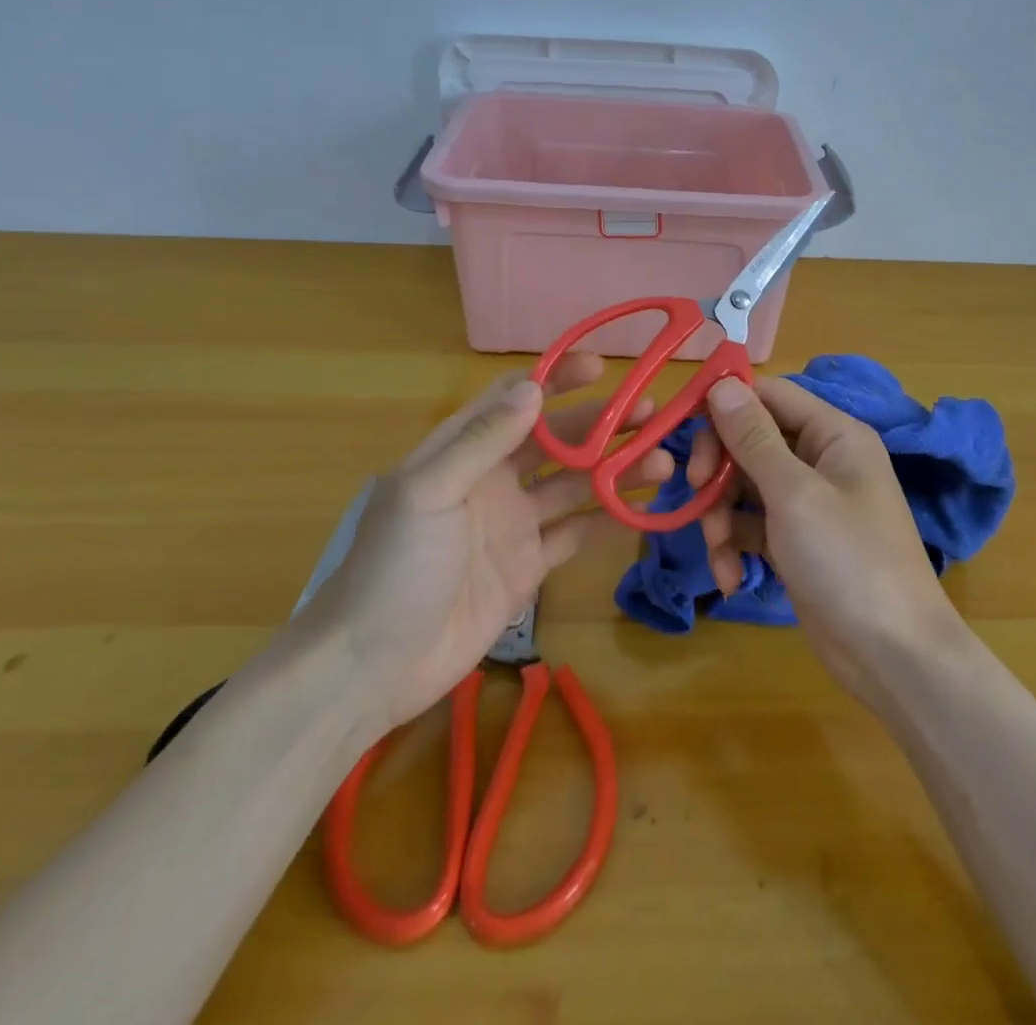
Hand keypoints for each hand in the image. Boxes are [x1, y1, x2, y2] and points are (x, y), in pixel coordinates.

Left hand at [299, 354, 671, 727]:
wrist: (373, 666)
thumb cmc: (395, 567)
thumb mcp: (429, 493)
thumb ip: (481, 441)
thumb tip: (533, 389)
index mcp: (463, 450)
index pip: (514, 399)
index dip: (555, 378)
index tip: (599, 368)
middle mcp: (493, 478)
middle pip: (557, 438)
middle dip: (602, 423)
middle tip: (653, 415)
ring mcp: (514, 523)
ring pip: (575, 484)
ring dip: (616, 469)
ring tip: (662, 461)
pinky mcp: (529, 565)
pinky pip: (576, 533)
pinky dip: (609, 520)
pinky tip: (644, 509)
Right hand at [688, 376, 958, 701]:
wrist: (892, 657)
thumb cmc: (848, 561)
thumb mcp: (794, 494)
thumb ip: (753, 438)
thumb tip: (723, 383)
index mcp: (833, 434)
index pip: (769, 395)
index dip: (724, 403)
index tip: (681, 424)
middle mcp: (820, 460)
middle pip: (750, 440)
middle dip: (719, 467)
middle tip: (696, 488)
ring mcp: (806, 503)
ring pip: (743, 485)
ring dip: (721, 515)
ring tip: (719, 550)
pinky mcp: (794, 541)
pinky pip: (751, 525)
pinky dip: (735, 546)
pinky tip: (732, 578)